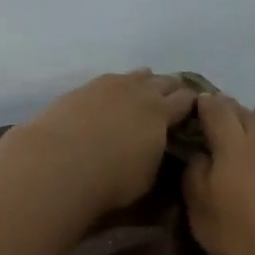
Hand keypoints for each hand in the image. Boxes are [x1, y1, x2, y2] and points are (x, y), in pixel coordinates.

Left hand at [8, 70, 197, 215]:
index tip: (195, 112)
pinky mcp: (84, 87)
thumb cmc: (111, 180)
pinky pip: (111, 80)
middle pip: (165, 81)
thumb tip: (160, 150)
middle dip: (173, 89)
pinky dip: (118, 87)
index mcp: (162, 113)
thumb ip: (158, 158)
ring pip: (137, 75)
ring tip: (144, 93)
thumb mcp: (147, 178)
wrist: (58, 163)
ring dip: (145, 83)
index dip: (194, 104)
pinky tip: (112, 96)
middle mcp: (140, 91)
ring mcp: (110, 84)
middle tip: (174, 101)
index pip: (186, 100)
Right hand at [181, 93, 254, 254]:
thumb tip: (199, 155)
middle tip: (223, 124)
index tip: (199, 105)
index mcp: (233, 145)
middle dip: (232, 113)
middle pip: (246, 113)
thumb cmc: (248, 240)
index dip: (205, 104)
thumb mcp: (202, 217)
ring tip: (254, 138)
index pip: (216, 110)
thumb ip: (194, 178)